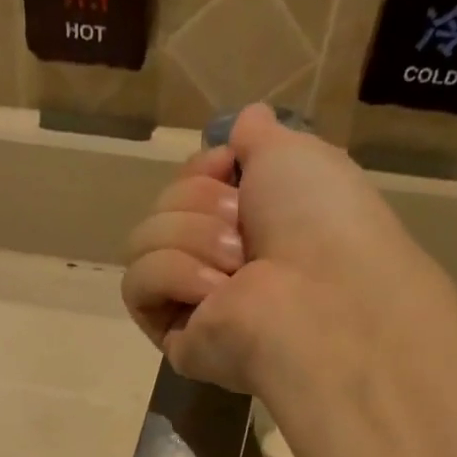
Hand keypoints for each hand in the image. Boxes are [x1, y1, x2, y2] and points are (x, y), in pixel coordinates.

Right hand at [121, 103, 442, 396]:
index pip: (189, 182)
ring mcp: (193, 301)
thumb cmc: (320, 222)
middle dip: (200, 202)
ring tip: (236, 266)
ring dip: (193, 237)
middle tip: (241, 228)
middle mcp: (221, 261)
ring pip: (145, 238)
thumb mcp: (294, 153)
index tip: (229, 164)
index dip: (203, 165)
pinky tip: (214, 292)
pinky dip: (174, 274)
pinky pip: (137, 283)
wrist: (318, 298)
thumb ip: (260, 135)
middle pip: (164, 204)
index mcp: (252, 222)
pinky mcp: (170, 335)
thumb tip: (243, 121)